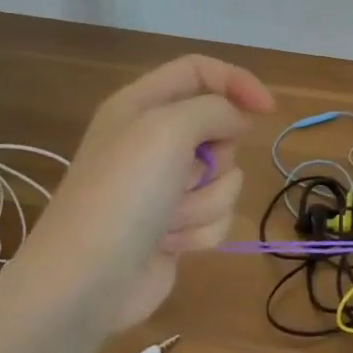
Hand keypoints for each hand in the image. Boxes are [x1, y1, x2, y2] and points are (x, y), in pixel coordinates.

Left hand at [12, 55, 274, 327]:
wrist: (86, 281)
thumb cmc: (124, 194)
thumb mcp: (168, 129)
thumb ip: (215, 109)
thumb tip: (237, 122)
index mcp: (141, 105)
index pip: (199, 71)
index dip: (236, 82)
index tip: (266, 110)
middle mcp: (152, 141)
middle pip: (219, 129)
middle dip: (217, 158)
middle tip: (188, 173)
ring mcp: (164, 187)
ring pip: (224, 179)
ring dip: (205, 202)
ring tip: (169, 220)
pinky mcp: (176, 226)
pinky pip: (216, 216)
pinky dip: (199, 232)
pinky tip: (169, 245)